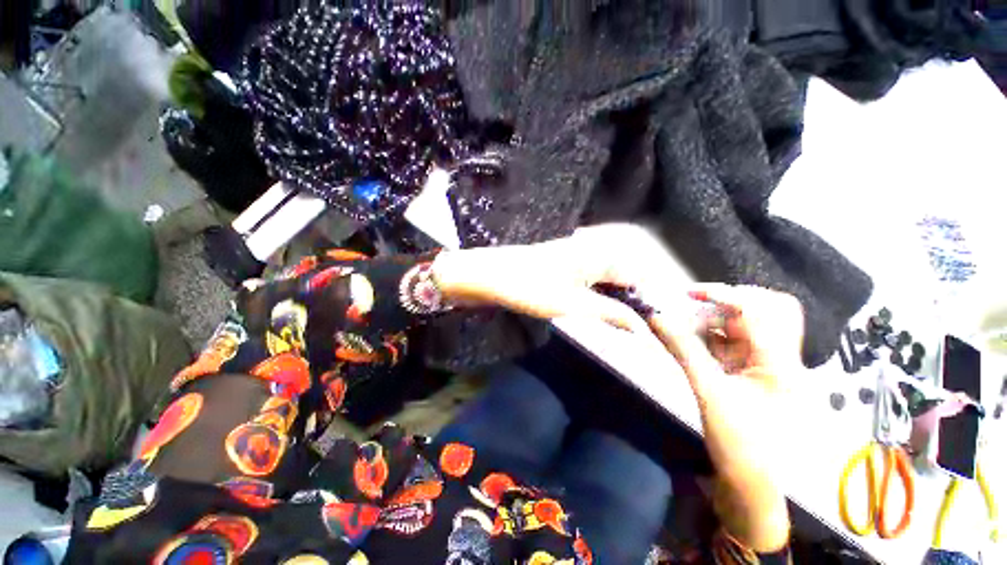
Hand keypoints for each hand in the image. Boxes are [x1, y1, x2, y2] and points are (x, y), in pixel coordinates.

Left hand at [430, 225, 653, 333]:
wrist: (488, 275)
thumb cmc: (529, 288)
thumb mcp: (572, 305)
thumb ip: (610, 313)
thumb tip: (639, 325)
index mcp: (599, 254)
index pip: (639, 275)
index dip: (649, 301)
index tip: (653, 326)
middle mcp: (592, 248)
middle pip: (625, 275)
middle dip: (632, 301)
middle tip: (635, 329)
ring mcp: (576, 254)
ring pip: (608, 277)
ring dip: (615, 299)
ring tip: (618, 323)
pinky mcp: (563, 262)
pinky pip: (591, 277)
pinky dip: (598, 294)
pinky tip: (594, 310)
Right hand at [648, 284, 803, 551]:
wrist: (752, 487)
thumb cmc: (739, 445)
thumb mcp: (708, 393)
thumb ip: (683, 350)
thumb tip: (656, 317)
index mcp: (782, 364)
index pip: (760, 312)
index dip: (725, 295)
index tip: (688, 294)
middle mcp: (780, 359)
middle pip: (762, 311)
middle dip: (724, 305)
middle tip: (692, 309)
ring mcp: (766, 367)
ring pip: (743, 327)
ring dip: (712, 322)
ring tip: (683, 328)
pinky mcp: (751, 374)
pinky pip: (732, 344)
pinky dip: (710, 338)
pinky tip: (689, 342)